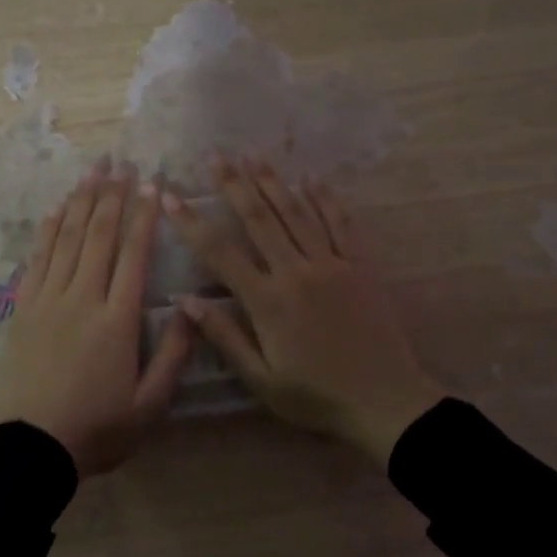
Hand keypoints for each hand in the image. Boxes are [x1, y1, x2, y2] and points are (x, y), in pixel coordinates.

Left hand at [0, 160, 194, 476]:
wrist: (33, 446)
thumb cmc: (98, 428)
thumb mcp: (150, 404)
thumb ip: (174, 354)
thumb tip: (191, 306)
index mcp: (117, 320)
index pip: (134, 255)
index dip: (143, 216)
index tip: (151, 184)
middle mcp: (83, 298)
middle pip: (98, 235)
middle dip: (111, 195)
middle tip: (121, 162)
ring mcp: (48, 299)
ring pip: (67, 238)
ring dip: (81, 201)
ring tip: (93, 171)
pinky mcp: (24, 308)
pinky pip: (37, 258)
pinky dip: (48, 230)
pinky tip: (56, 210)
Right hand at [161, 157, 438, 463]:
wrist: (386, 401)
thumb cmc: (316, 395)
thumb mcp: (261, 379)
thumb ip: (224, 337)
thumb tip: (186, 301)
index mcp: (268, 301)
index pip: (220, 253)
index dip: (192, 223)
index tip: (170, 196)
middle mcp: (296, 272)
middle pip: (260, 219)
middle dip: (234, 185)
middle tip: (216, 156)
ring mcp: (332, 264)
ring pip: (297, 213)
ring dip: (273, 182)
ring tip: (254, 155)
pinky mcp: (360, 266)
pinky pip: (341, 224)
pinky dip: (325, 198)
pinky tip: (312, 178)